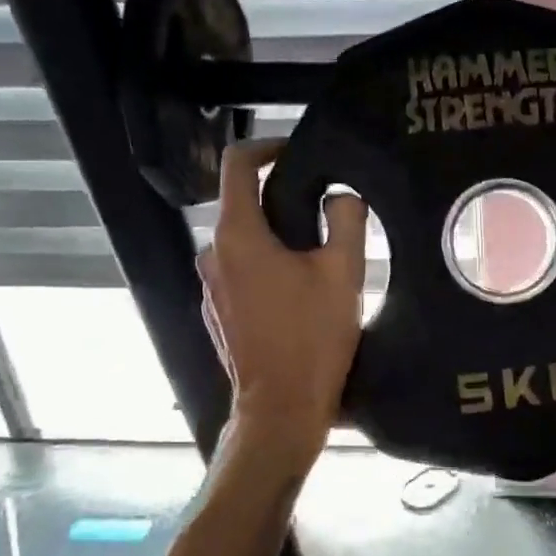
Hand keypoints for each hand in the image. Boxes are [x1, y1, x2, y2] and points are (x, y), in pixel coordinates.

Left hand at [199, 142, 367, 458]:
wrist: (282, 408)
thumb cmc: (312, 337)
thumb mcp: (343, 273)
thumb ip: (346, 220)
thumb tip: (341, 197)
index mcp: (238, 235)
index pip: (238, 165)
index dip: (267, 147)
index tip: (298, 153)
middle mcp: (213, 254)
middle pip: (243, 205)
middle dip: (282, 202)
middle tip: (326, 216)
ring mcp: (209, 287)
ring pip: (243, 243)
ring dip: (276, 240)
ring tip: (318, 258)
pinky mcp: (216, 314)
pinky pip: (240, 274)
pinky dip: (266, 270)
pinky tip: (298, 295)